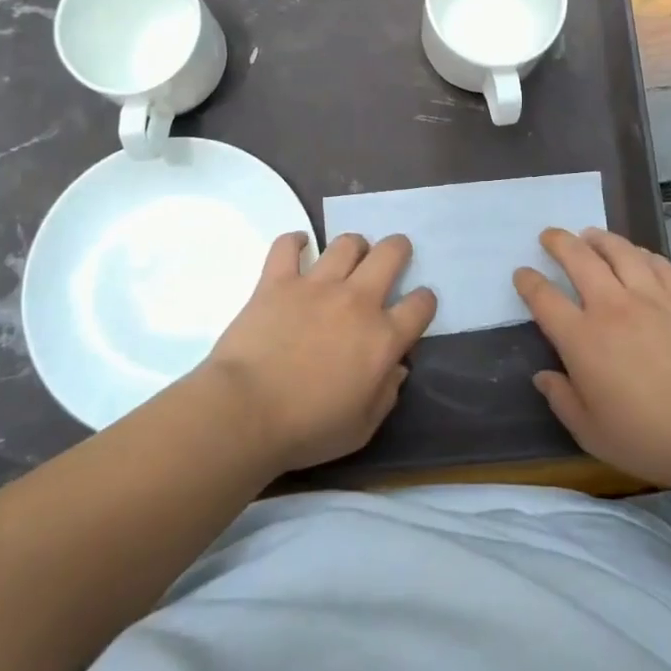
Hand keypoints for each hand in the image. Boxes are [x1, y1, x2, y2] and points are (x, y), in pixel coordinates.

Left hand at [200, 232, 436, 474]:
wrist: (246, 411)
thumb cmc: (307, 428)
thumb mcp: (361, 428)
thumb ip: (386, 395)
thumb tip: (397, 369)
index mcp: (383, 338)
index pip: (421, 305)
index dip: (424, 301)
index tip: (417, 305)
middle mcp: (357, 301)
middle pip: (390, 254)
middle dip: (398, 249)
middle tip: (393, 256)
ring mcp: (316, 285)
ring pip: (346, 243)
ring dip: (354, 245)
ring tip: (350, 254)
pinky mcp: (278, 280)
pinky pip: (288, 246)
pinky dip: (294, 241)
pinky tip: (298, 245)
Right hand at [515, 227, 670, 490]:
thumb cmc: (649, 437)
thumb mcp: (591, 433)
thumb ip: (562, 400)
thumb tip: (543, 376)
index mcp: (582, 338)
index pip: (544, 298)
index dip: (528, 281)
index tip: (522, 273)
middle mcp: (611, 307)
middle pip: (578, 258)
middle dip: (558, 242)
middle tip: (550, 235)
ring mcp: (650, 297)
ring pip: (619, 251)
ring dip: (599, 238)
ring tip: (590, 235)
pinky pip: (657, 263)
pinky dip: (640, 253)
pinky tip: (637, 254)